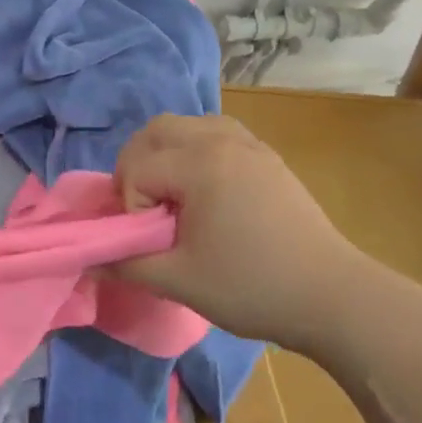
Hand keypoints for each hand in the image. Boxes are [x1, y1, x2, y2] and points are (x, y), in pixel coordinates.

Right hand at [113, 114, 369, 346]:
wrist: (333, 297)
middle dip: (137, 165)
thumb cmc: (252, 287)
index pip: (137, 168)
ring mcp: (250, 144)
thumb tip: (89, 260)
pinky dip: (196, 151)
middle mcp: (222, 140)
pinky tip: (205, 191)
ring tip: (172, 196)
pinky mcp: (267, 157)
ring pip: (187, 125)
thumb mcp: (179, 281)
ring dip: (166, 154)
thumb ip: (127, 264)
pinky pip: (217, 133)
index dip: (132, 206)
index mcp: (200, 164)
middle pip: (155, 131)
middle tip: (146, 209)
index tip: (153, 240)